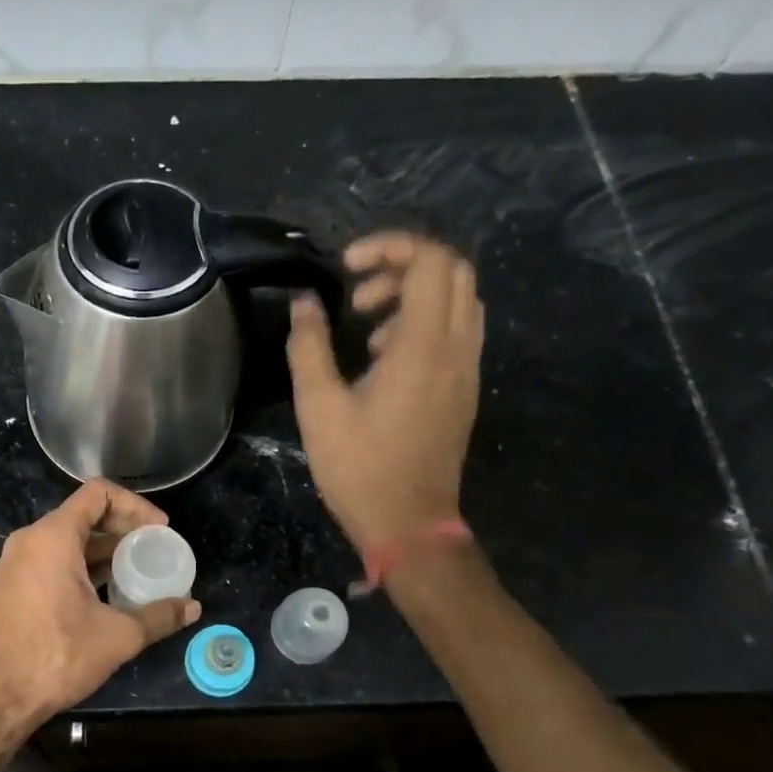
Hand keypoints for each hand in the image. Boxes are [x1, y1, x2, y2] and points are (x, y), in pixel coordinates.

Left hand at [0, 480, 201, 739]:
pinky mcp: (7, 589)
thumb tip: (192, 608)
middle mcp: (28, 541)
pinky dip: (78, 568)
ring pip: (64, 542)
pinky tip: (101, 597)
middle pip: (82, 516)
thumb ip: (158, 616)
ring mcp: (13, 565)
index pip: (98, 494)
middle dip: (121, 530)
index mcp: (52, 537)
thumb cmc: (56, 657)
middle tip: (151, 552)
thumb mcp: (117, 636)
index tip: (157, 530)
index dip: (135, 505)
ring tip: (132, 574)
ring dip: (100, 552)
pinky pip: (48, 562)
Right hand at [286, 232, 483, 552]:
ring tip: (366, 328)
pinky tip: (385, 357)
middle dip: (402, 266)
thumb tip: (304, 302)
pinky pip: (458, 329)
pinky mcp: (464, 388)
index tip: (345, 268)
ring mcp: (467, 369)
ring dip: (414, 294)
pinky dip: (424, 321)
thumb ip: (309, 346)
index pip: (429, 261)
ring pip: (460, 299)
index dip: (388, 247)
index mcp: (423, 347)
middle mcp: (456, 348)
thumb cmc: (359, 467)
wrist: (410, 524)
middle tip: (358, 295)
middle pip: (452, 270)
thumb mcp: (318, 407)